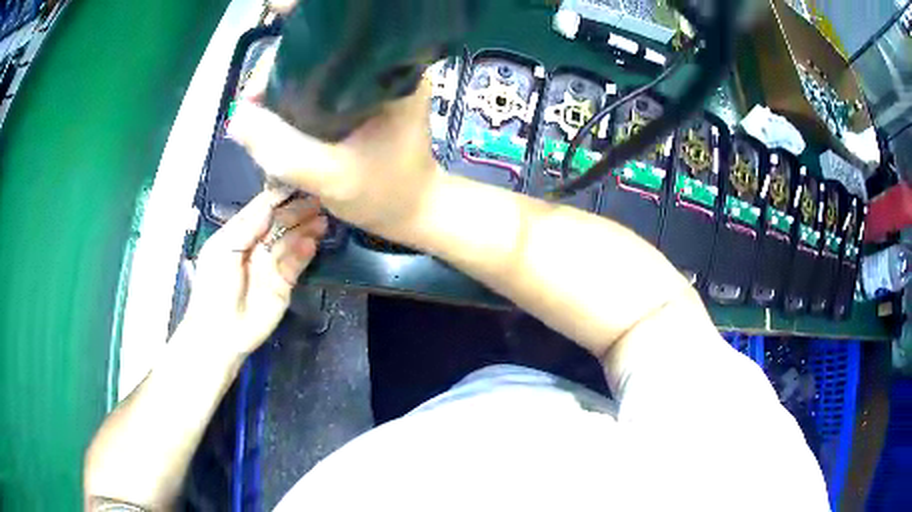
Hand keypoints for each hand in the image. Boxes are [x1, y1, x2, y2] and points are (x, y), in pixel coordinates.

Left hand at [182, 191, 326, 356]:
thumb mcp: (223, 252)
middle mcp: (256, 246)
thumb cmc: (214, 289)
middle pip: (279, 223)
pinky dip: (305, 252)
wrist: (221, 334)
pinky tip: (314, 242)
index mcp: (238, 234)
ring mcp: (271, 265)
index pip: (260, 210)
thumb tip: (270, 204)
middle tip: (318, 201)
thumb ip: (246, 227)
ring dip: (306, 229)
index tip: (298, 184)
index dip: (278, 197)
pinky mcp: (283, 284)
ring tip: (323, 220)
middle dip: (297, 211)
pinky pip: (297, 264)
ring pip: (291, 241)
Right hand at [228, 67, 440, 237]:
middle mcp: (382, 66)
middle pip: (314, 58)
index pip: (320, 47)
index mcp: (386, 72)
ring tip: (265, 119)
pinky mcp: (368, 96)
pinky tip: (285, 122)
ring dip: (286, 94)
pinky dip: (300, 103)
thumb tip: (236, 116)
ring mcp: (375, 80)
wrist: (414, 210)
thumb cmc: (383, 194)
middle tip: (256, 113)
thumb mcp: (328, 177)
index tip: (254, 97)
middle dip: (277, 82)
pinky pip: (322, 89)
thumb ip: (280, 149)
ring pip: (315, 74)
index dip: (278, 65)